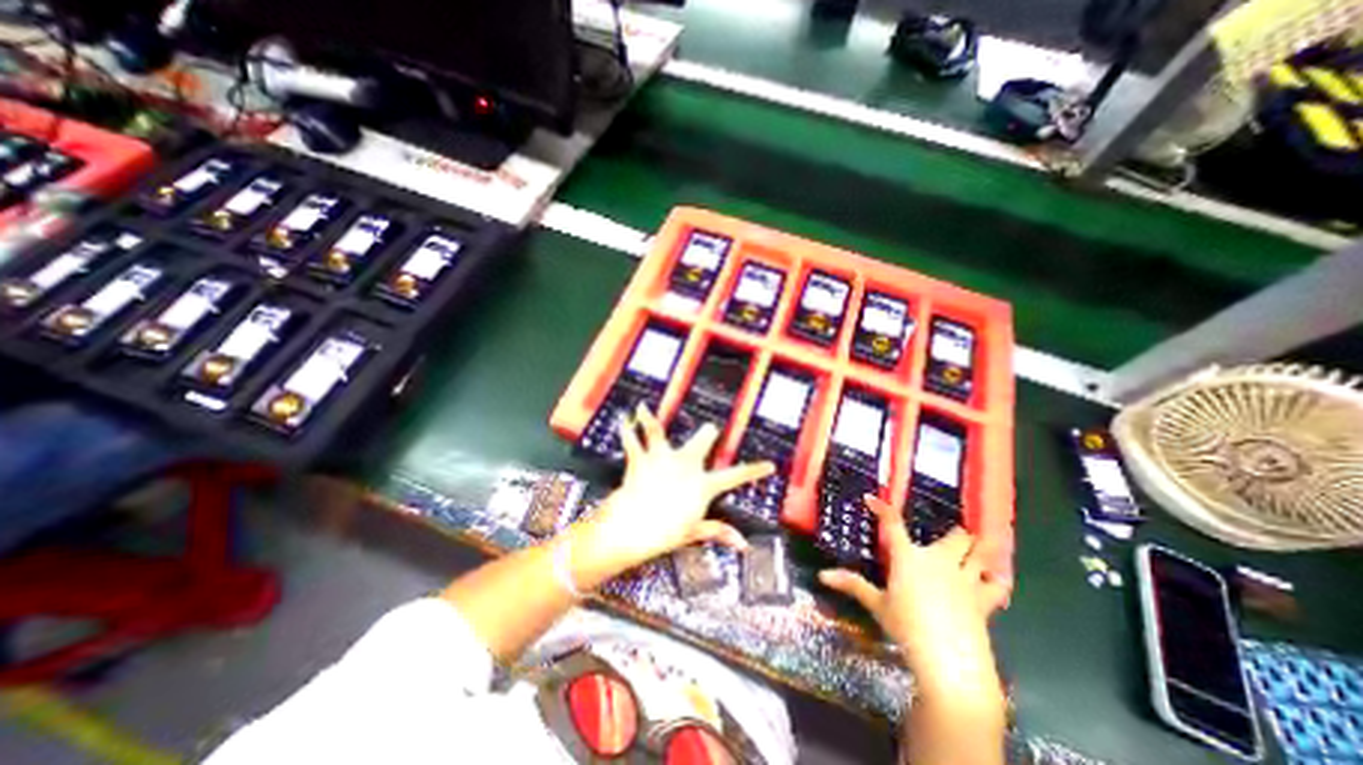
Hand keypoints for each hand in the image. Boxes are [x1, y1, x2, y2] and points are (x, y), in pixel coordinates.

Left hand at [570, 405, 769, 578]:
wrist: (633, 528)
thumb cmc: (665, 532)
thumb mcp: (693, 532)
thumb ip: (718, 532)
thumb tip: (743, 544)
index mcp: (702, 484)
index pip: (735, 476)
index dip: (755, 470)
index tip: (770, 465)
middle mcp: (685, 464)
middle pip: (701, 441)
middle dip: (707, 434)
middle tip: (710, 428)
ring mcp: (662, 458)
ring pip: (659, 431)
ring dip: (651, 418)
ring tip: (644, 406)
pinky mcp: (641, 459)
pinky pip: (632, 440)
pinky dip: (626, 429)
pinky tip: (623, 418)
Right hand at [819, 499, 997, 702]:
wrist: (949, 661)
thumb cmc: (907, 627)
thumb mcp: (877, 605)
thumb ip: (852, 585)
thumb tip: (822, 575)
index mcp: (908, 556)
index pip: (892, 523)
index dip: (882, 507)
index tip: (872, 498)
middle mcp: (938, 559)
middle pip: (956, 535)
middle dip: (955, 533)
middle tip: (949, 537)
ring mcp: (964, 578)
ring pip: (980, 553)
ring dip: (979, 550)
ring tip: (977, 549)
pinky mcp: (983, 599)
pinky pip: (997, 584)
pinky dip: (996, 580)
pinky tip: (993, 580)